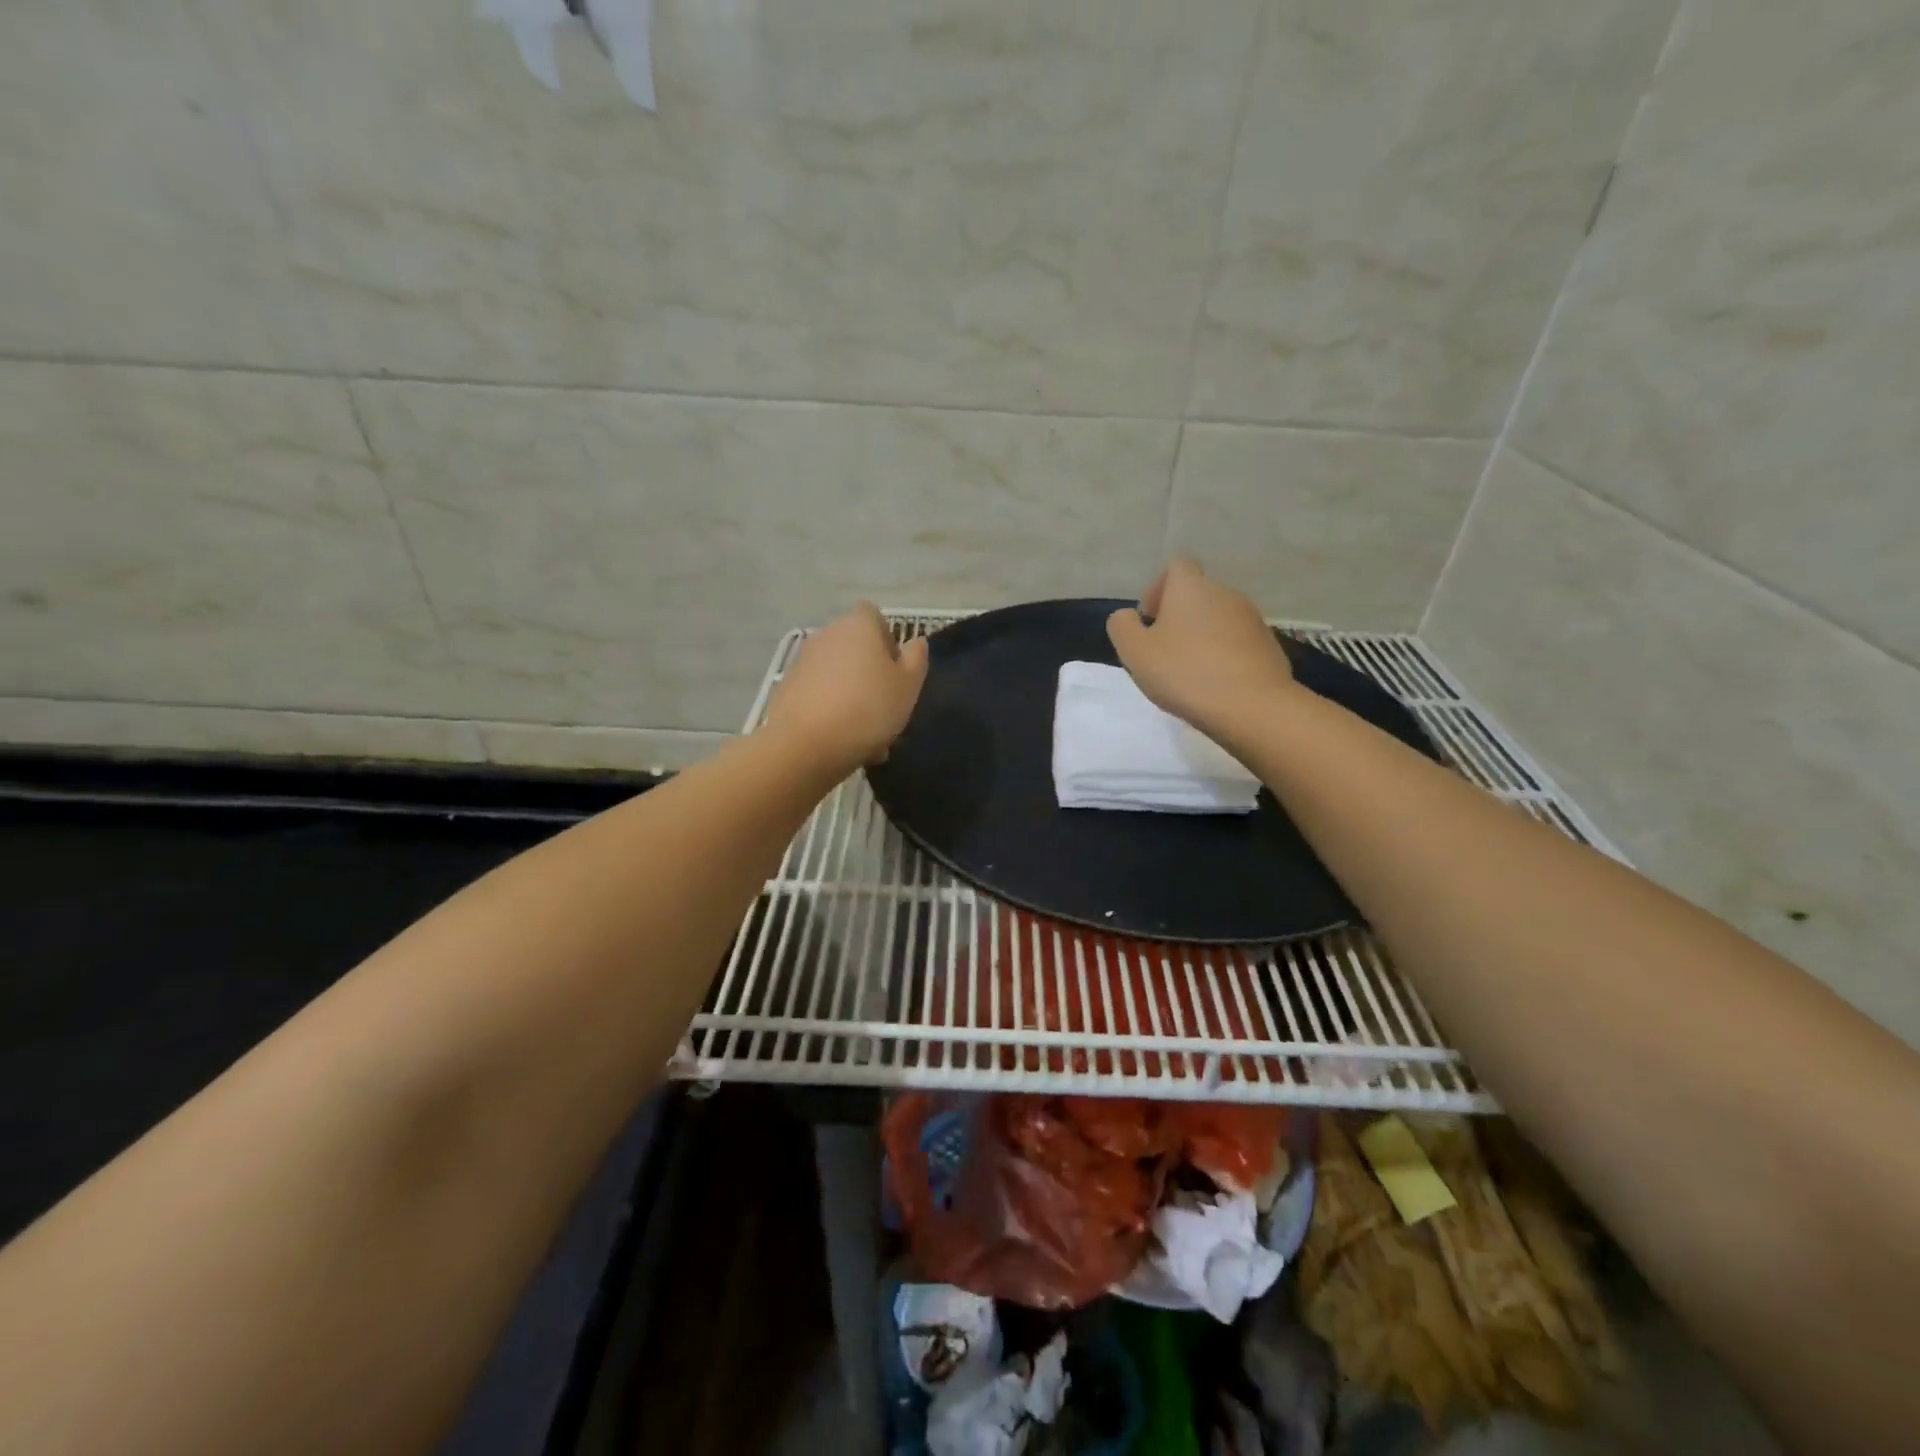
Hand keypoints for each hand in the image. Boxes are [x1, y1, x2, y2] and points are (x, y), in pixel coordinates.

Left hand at [765, 602, 929, 771]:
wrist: (805, 744)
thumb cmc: (868, 708)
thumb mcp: (908, 685)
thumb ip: (916, 658)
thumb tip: (915, 641)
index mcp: (858, 626)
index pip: (873, 615)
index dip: (887, 638)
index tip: (895, 669)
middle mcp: (827, 635)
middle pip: (855, 648)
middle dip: (870, 674)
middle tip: (885, 709)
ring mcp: (803, 662)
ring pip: (838, 676)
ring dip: (853, 697)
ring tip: (867, 736)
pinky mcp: (787, 689)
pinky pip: (819, 695)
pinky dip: (831, 712)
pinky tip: (842, 742)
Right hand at [1106, 557, 1296, 737]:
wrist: (1252, 706)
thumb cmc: (1185, 673)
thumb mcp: (1135, 652)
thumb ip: (1122, 626)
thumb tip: (1128, 616)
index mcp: (1190, 587)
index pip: (1176, 565)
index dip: (1158, 588)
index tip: (1150, 619)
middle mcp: (1225, 593)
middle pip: (1197, 594)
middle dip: (1179, 616)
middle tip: (1164, 651)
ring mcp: (1252, 618)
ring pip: (1218, 618)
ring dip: (1202, 636)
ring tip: (1190, 671)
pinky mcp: (1269, 644)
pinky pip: (1238, 642)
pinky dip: (1224, 654)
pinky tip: (1216, 683)